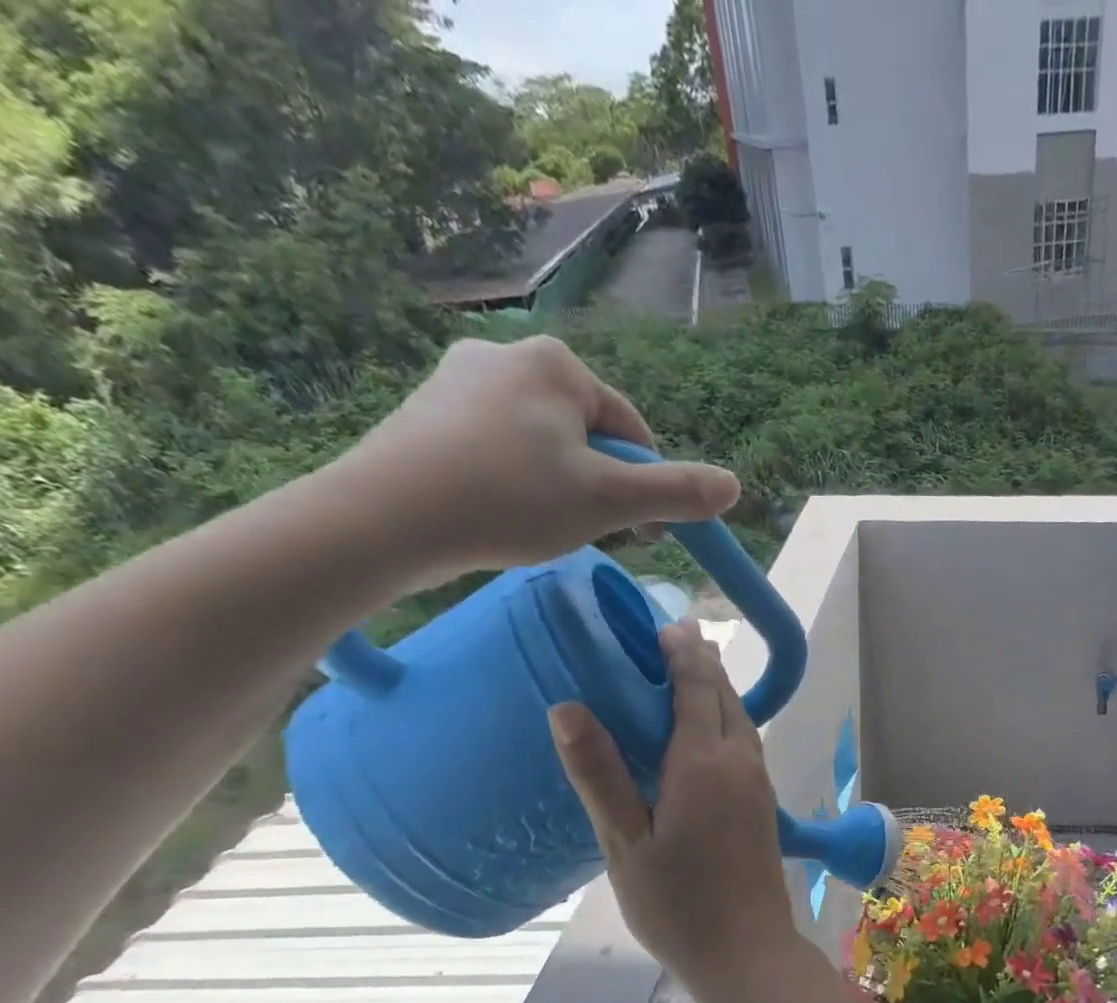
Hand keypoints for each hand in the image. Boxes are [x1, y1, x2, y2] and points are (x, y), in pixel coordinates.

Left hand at [334, 335, 739, 585]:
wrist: (382, 519)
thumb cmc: (509, 500)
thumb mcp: (609, 501)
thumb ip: (676, 492)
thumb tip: (734, 486)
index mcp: (555, 363)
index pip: (630, 427)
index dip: (646, 484)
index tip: (644, 534)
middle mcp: (507, 354)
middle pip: (588, 434)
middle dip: (601, 483)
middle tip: (592, 532)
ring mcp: (458, 379)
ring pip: (544, 442)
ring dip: (562, 485)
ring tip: (544, 526)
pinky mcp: (427, 411)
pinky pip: (500, 446)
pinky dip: (516, 480)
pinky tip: (502, 512)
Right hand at [547, 623, 799, 988]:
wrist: (747, 951)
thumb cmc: (677, 904)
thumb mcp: (625, 843)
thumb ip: (600, 774)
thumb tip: (568, 708)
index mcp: (705, 763)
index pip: (696, 688)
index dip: (682, 653)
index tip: (665, 624)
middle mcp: (740, 761)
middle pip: (724, 696)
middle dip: (702, 661)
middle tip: (676, 635)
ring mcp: (759, 782)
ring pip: (740, 718)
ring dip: (717, 689)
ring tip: (693, 670)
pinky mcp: (764, 803)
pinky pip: (745, 742)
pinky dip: (726, 718)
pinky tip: (708, 729)